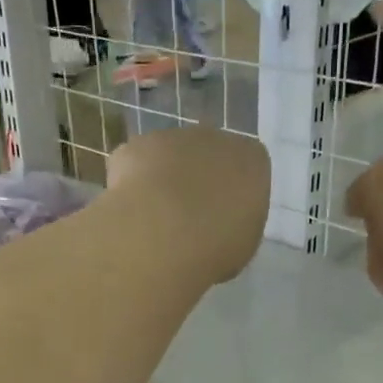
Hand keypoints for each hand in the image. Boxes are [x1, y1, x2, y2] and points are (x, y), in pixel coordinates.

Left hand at [107, 127, 268, 284]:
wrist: (161, 234)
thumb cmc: (215, 246)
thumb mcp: (242, 244)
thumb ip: (235, 222)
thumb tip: (219, 223)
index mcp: (252, 160)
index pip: (248, 168)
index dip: (233, 193)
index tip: (224, 217)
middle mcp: (215, 138)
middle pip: (209, 155)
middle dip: (199, 180)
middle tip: (188, 218)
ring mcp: (173, 137)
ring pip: (170, 156)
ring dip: (165, 179)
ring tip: (154, 219)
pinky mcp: (137, 145)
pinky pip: (136, 164)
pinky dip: (132, 183)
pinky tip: (130, 211)